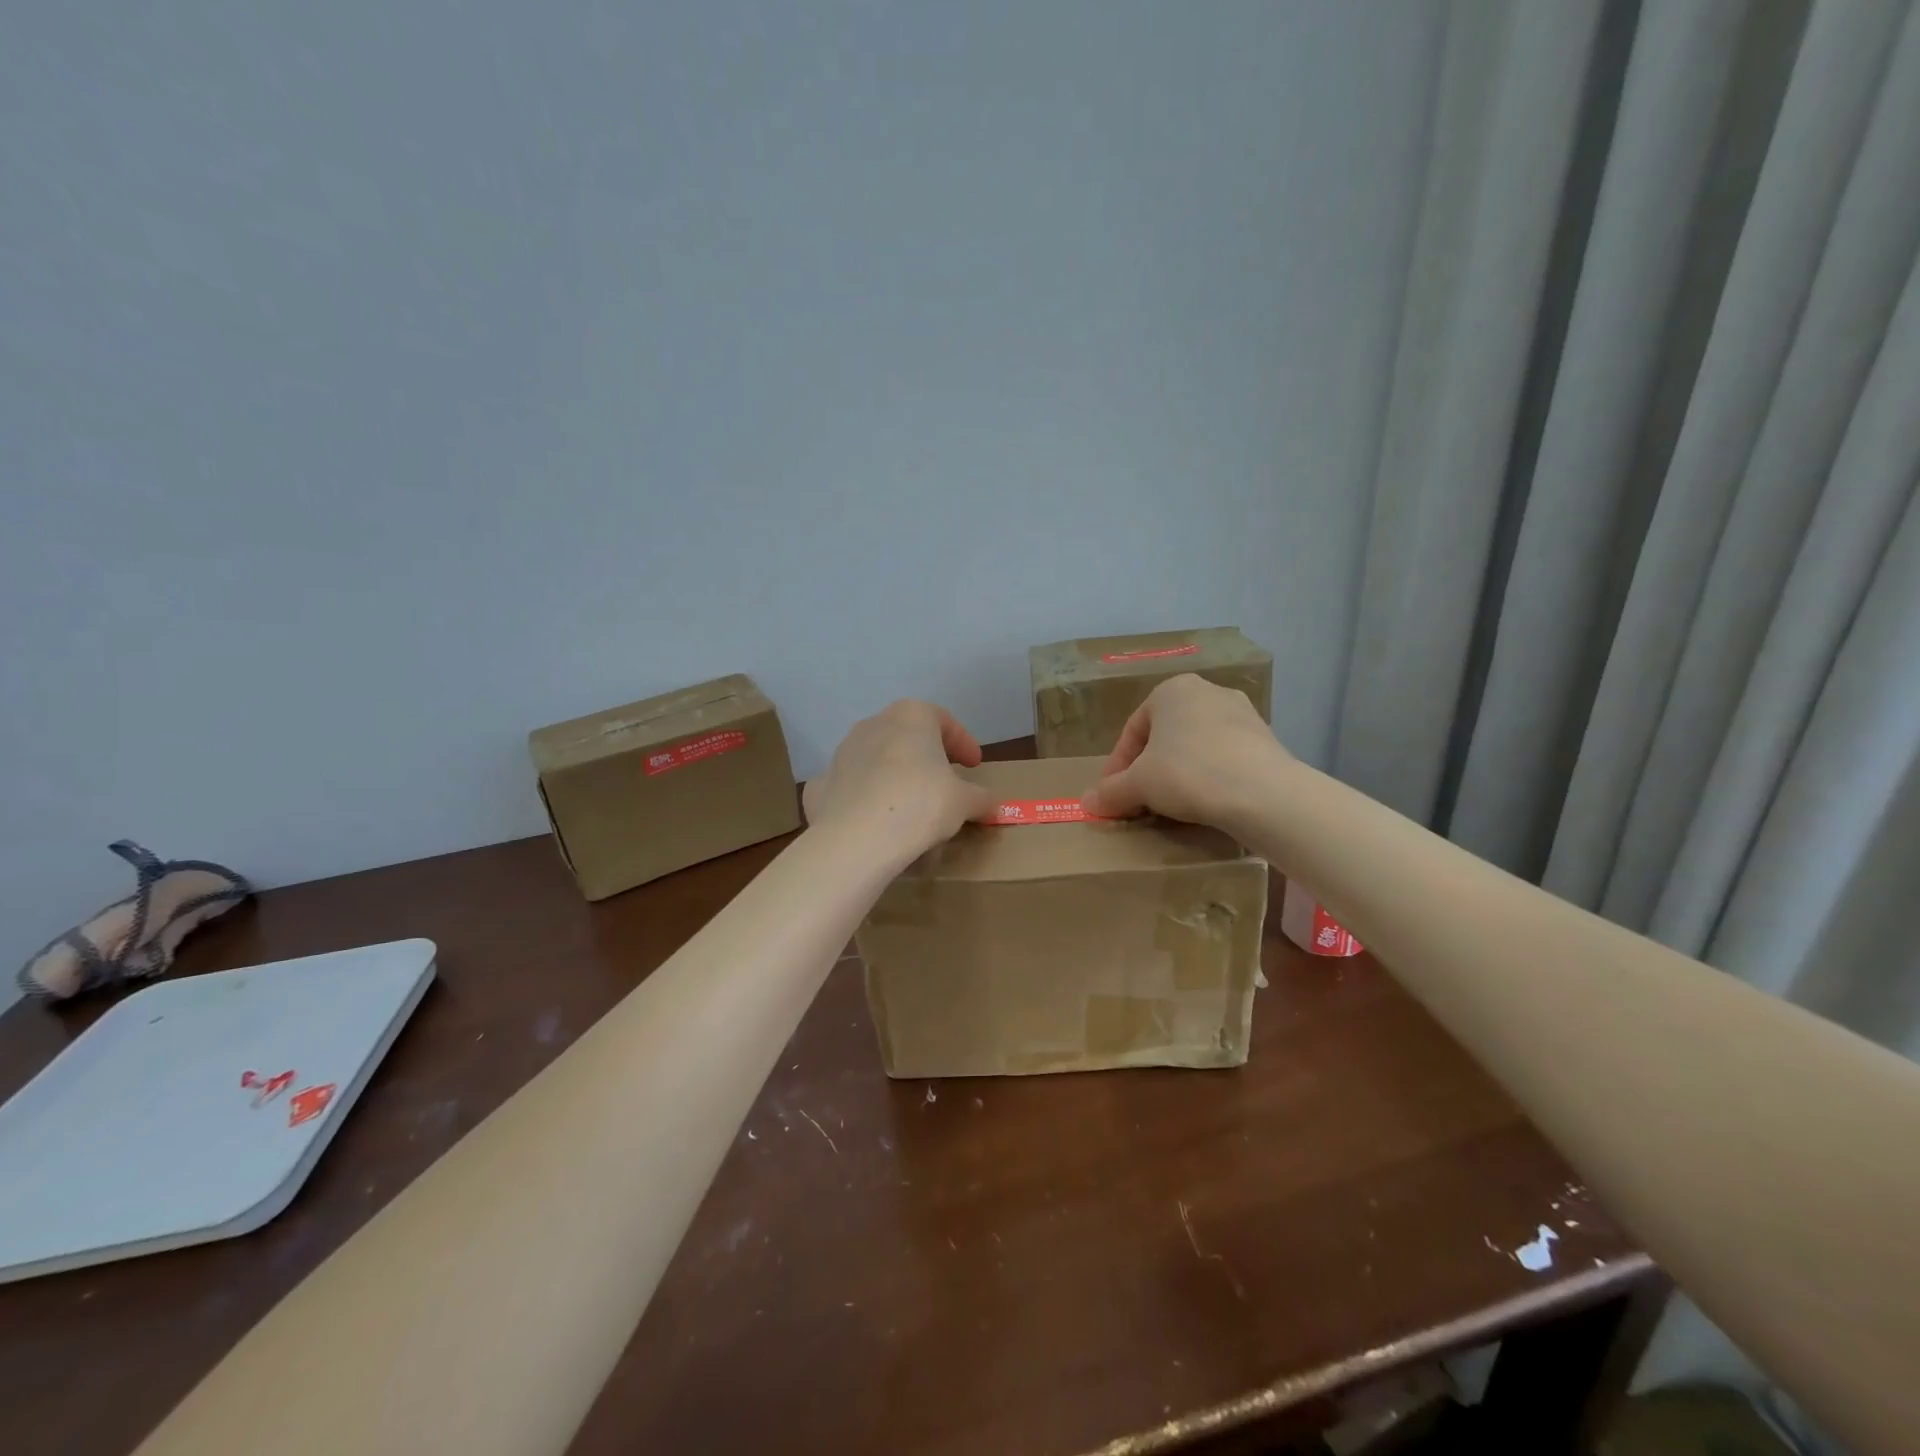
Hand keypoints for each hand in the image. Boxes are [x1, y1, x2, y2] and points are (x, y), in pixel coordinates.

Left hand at [803, 700, 997, 861]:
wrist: (856, 837)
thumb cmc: (920, 803)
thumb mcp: (964, 803)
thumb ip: (981, 799)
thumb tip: (994, 805)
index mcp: (912, 716)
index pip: (944, 720)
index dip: (963, 742)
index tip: (974, 765)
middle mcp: (875, 723)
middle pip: (907, 735)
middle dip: (927, 755)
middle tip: (944, 779)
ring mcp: (843, 751)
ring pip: (877, 757)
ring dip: (895, 773)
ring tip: (910, 802)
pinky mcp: (823, 782)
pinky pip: (852, 784)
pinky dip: (865, 795)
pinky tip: (876, 817)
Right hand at [1080, 675, 1290, 829]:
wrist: (1263, 793)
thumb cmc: (1188, 773)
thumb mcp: (1138, 785)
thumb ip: (1111, 792)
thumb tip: (1087, 803)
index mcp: (1172, 690)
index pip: (1133, 731)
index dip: (1117, 767)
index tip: (1112, 795)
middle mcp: (1208, 692)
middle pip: (1165, 736)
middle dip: (1149, 768)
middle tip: (1139, 799)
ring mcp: (1242, 714)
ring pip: (1196, 746)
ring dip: (1179, 773)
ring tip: (1172, 804)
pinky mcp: (1266, 740)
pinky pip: (1225, 758)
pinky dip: (1209, 777)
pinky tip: (1205, 802)